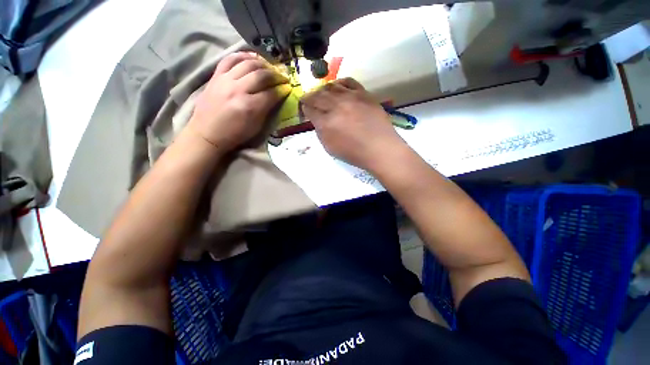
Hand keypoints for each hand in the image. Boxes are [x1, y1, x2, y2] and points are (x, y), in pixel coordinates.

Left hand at [188, 52, 290, 152]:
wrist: (207, 133)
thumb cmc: (235, 134)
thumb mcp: (256, 127)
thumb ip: (267, 110)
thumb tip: (276, 97)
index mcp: (250, 107)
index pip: (271, 93)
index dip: (282, 90)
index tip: (288, 88)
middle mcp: (238, 90)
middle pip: (262, 75)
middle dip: (276, 75)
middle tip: (283, 77)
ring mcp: (225, 80)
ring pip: (248, 63)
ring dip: (263, 64)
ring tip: (270, 68)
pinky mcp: (216, 76)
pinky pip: (230, 59)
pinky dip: (242, 55)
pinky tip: (251, 57)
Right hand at [301, 78, 404, 170]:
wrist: (379, 148)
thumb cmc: (354, 153)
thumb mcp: (330, 148)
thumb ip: (321, 132)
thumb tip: (317, 119)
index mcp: (326, 123)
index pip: (309, 110)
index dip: (304, 109)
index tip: (304, 110)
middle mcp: (336, 106)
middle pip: (317, 96)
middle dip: (309, 97)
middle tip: (308, 100)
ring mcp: (351, 97)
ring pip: (330, 86)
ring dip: (322, 89)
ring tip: (321, 94)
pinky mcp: (363, 93)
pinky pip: (348, 81)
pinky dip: (339, 83)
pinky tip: (337, 87)